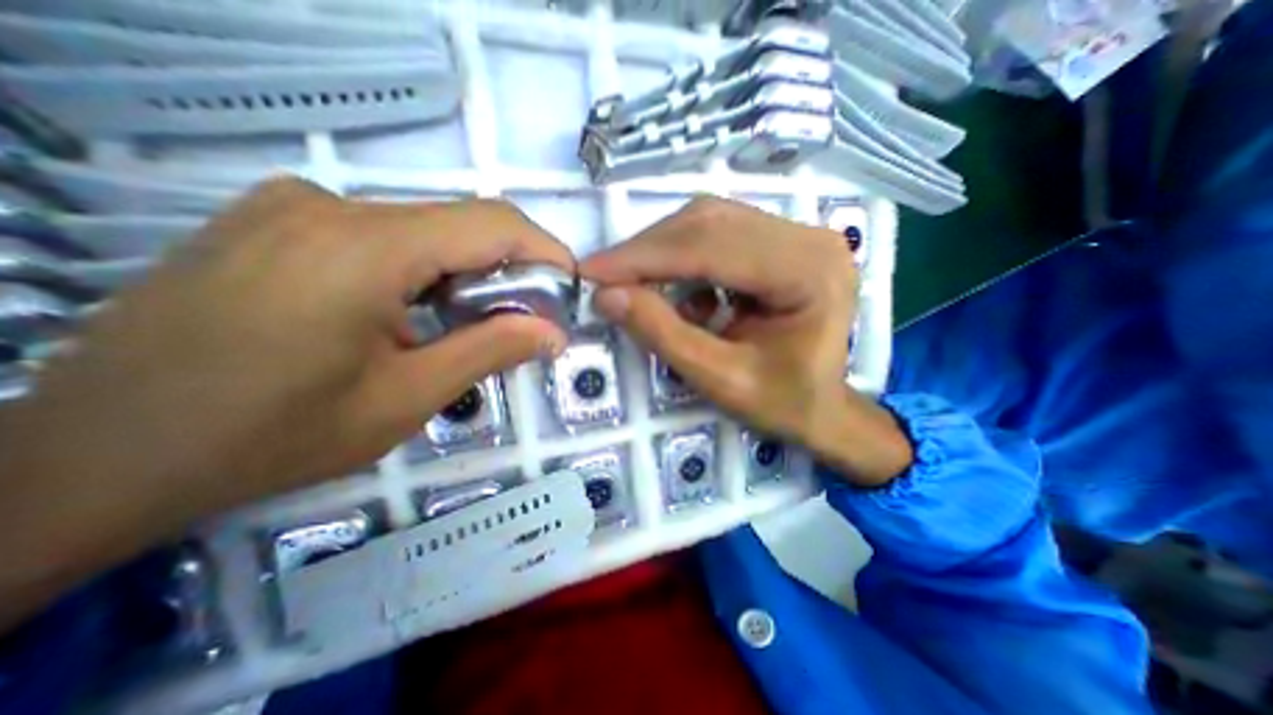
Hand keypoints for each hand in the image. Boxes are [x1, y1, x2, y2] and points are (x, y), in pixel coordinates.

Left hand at [0, 177, 565, 630]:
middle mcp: (330, 205)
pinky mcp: (276, 221)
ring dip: (464, 275)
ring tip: (466, 327)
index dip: (545, 251)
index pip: (492, 223)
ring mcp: (294, 206)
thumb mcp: (405, 399)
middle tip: (526, 321)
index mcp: (364, 247)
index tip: (570, 287)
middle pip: (460, 225)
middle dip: (508, 271)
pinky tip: (410, 314)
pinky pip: (383, 235)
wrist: (91, 457)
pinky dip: (423, 270)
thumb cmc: (268, 437)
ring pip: (424, 231)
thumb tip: (555, 333)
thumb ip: (490, 351)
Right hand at [581, 195, 909, 485]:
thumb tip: (606, 296)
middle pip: (710, 223)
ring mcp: (797, 235)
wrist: (822, 408)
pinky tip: (678, 293)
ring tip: (630, 283)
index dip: (645, 257)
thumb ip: (664, 335)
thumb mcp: (720, 379)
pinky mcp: (780, 243)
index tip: (591, 271)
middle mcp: (808, 238)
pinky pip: (718, 235)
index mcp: (808, 271)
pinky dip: (683, 259)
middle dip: (648, 251)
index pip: (712, 247)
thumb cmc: (782, 403)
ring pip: (710, 223)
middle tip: (604, 276)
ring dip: (661, 251)